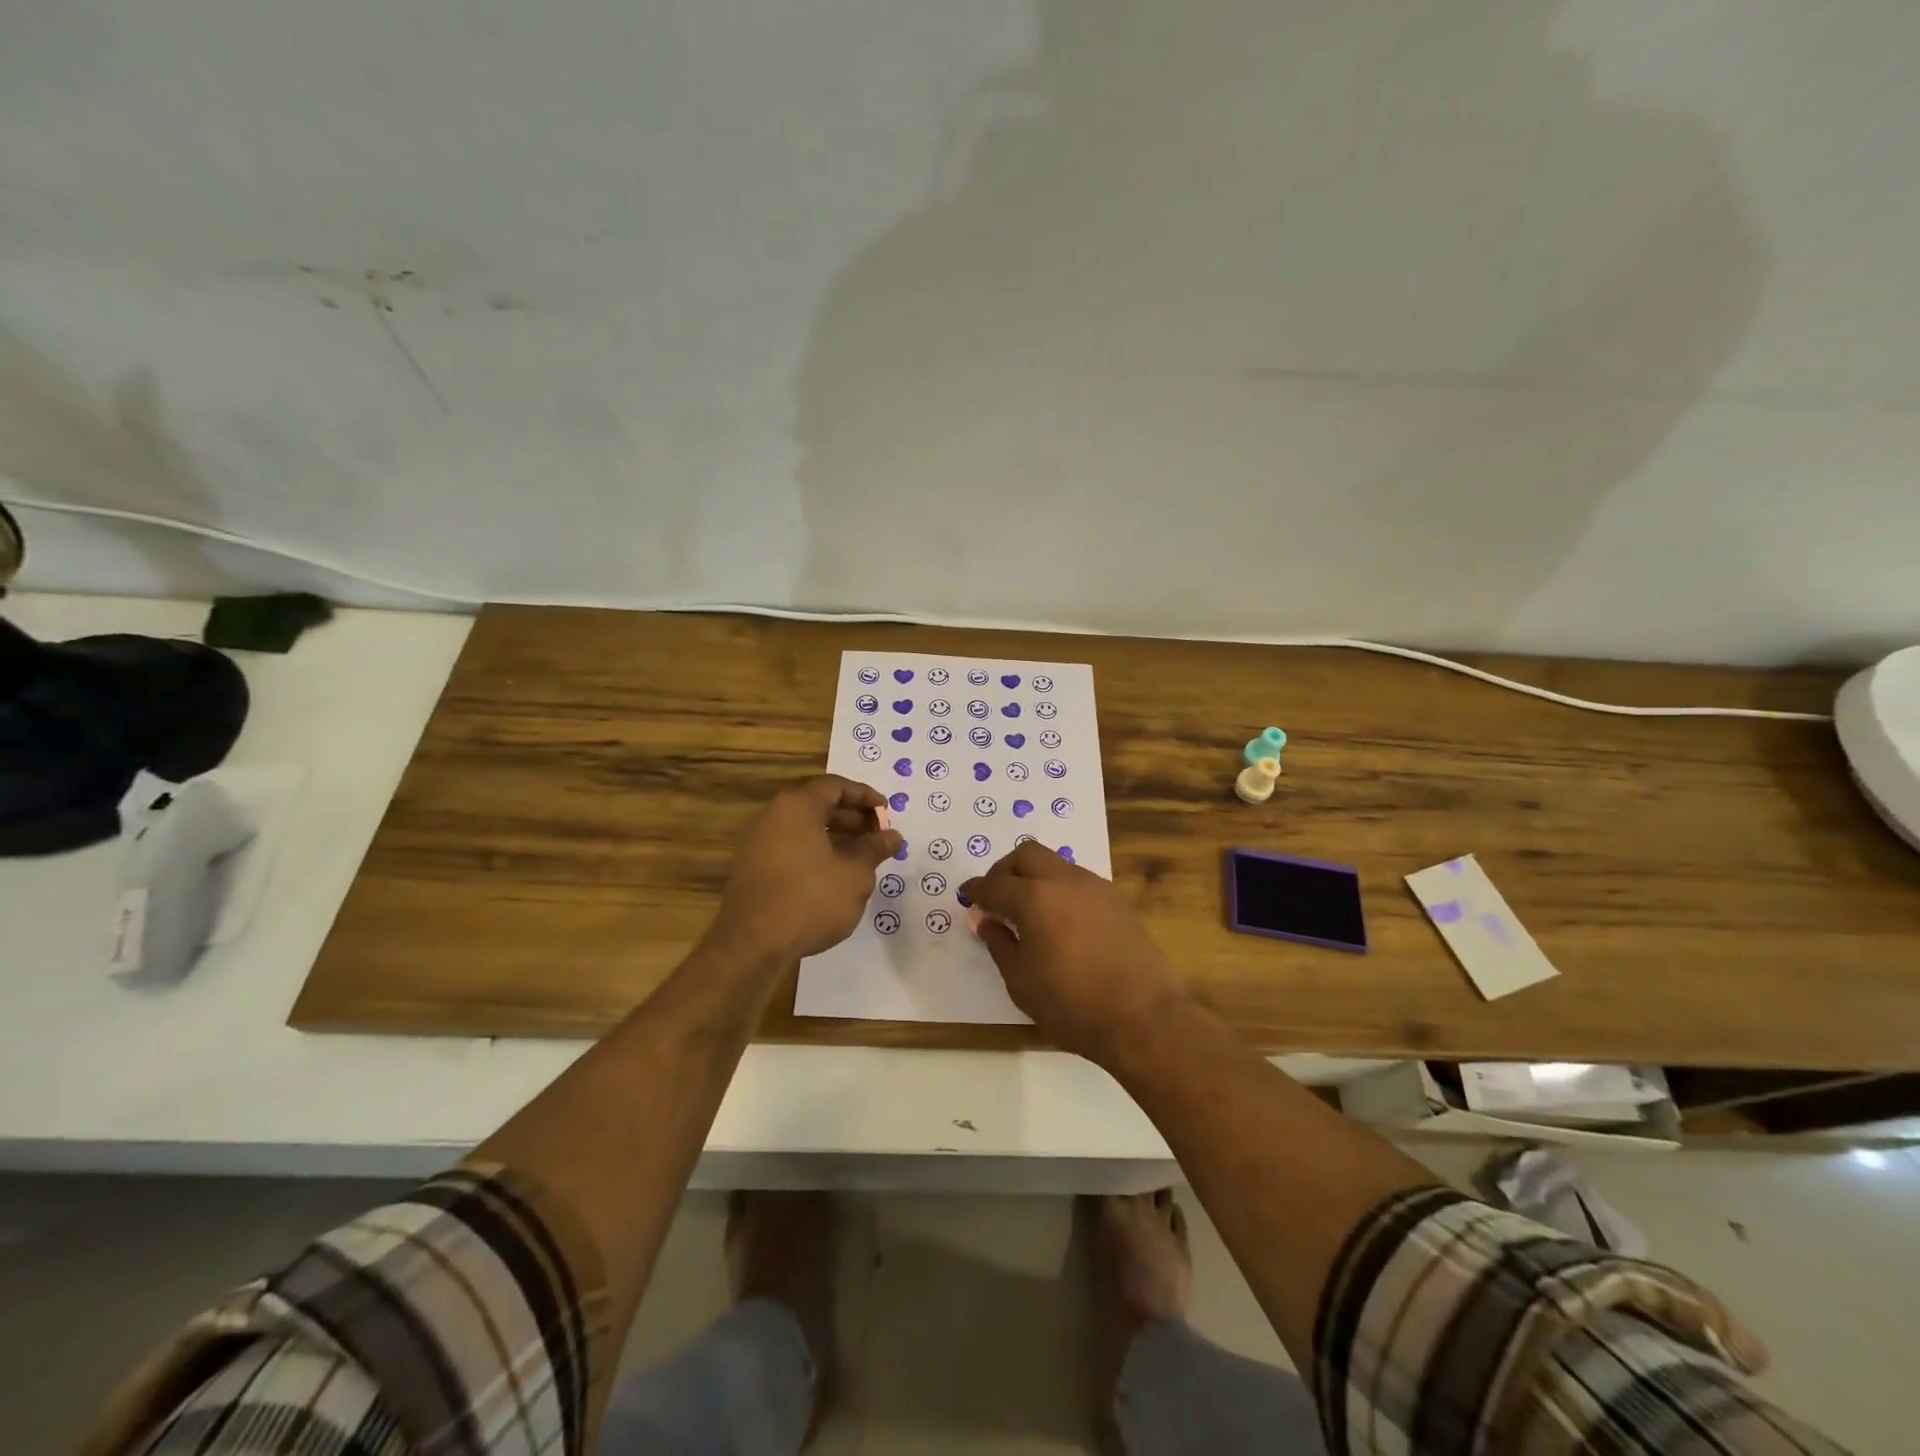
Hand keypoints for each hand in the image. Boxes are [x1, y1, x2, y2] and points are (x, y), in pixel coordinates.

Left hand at [710, 775, 903, 961]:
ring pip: (803, 828)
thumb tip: (892, 835)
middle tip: (877, 834)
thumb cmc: (811, 899)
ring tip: (862, 856)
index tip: (885, 811)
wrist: (752, 945)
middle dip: (851, 817)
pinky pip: (790, 847)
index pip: (835, 785)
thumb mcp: (855, 874)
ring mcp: (757, 842)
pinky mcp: (752, 867)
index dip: (864, 796)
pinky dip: (815, 851)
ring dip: (834, 836)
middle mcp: (772, 815)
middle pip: (817, 804)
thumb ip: (874, 849)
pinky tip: (834, 875)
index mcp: (797, 806)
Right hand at [961, 842, 1190, 1063]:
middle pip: (1027, 855)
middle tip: (997, 897)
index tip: (967, 896)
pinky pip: (1079, 882)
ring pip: (1056, 864)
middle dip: (1005, 870)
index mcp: (1034, 898)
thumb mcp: (1021, 981)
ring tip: (1028, 911)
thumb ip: (999, 943)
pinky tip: (1060, 921)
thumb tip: (987, 921)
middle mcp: (1065, 881)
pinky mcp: (1118, 902)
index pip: (995, 884)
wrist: (1142, 1017)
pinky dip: (1060, 891)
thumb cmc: (1071, 1004)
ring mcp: (1096, 888)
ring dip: (1035, 878)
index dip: (977, 889)